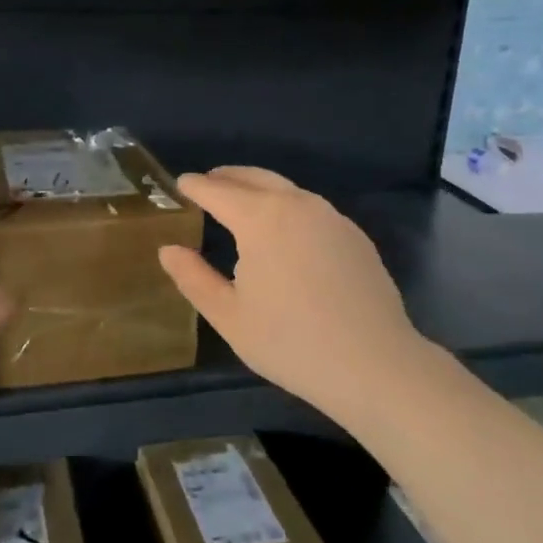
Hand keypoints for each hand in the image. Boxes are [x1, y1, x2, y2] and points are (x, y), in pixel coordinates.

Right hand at [158, 167, 431, 420]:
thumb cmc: (290, 343)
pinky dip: (287, 207)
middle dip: (227, 178)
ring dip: (259, 189)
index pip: (218, 190)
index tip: (180, 185)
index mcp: (260, 219)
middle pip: (254, 178)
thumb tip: (168, 250)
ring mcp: (332, 217)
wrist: (374, 364)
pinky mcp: (355, 235)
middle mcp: (297, 205)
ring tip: (241, 205)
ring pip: (286, 190)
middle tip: (207, 184)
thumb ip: (193, 278)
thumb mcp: (229, 316)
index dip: (195, 186)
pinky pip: (311, 208)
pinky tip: (284, 232)